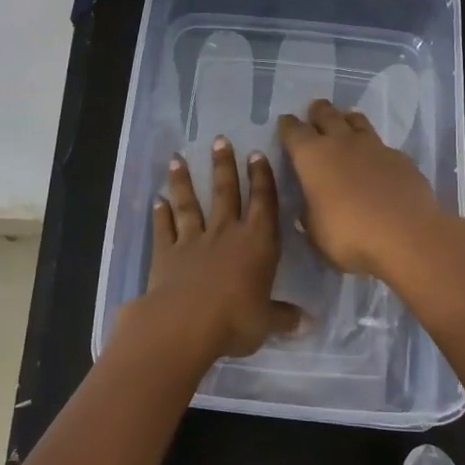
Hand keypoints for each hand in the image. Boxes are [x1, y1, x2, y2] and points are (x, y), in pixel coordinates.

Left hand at [125, 136, 302, 361]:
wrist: (185, 324)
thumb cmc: (235, 321)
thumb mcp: (266, 322)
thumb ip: (283, 316)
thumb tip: (307, 322)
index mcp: (257, 243)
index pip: (263, 203)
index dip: (261, 178)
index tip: (256, 154)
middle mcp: (225, 233)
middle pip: (225, 192)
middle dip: (223, 165)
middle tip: (219, 140)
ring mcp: (193, 240)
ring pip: (189, 203)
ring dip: (183, 181)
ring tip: (177, 159)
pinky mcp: (166, 253)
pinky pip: (163, 228)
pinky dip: (160, 214)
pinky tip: (156, 200)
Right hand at [276, 98, 455, 278]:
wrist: (406, 235)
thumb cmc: (349, 235)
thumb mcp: (316, 233)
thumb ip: (310, 214)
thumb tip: (310, 207)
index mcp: (312, 157)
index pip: (293, 131)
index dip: (287, 126)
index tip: (285, 123)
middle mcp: (341, 143)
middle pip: (327, 115)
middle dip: (318, 111)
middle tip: (315, 110)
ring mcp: (374, 147)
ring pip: (357, 121)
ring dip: (348, 119)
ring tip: (346, 121)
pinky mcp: (401, 158)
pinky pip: (382, 145)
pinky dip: (375, 148)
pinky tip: (377, 160)